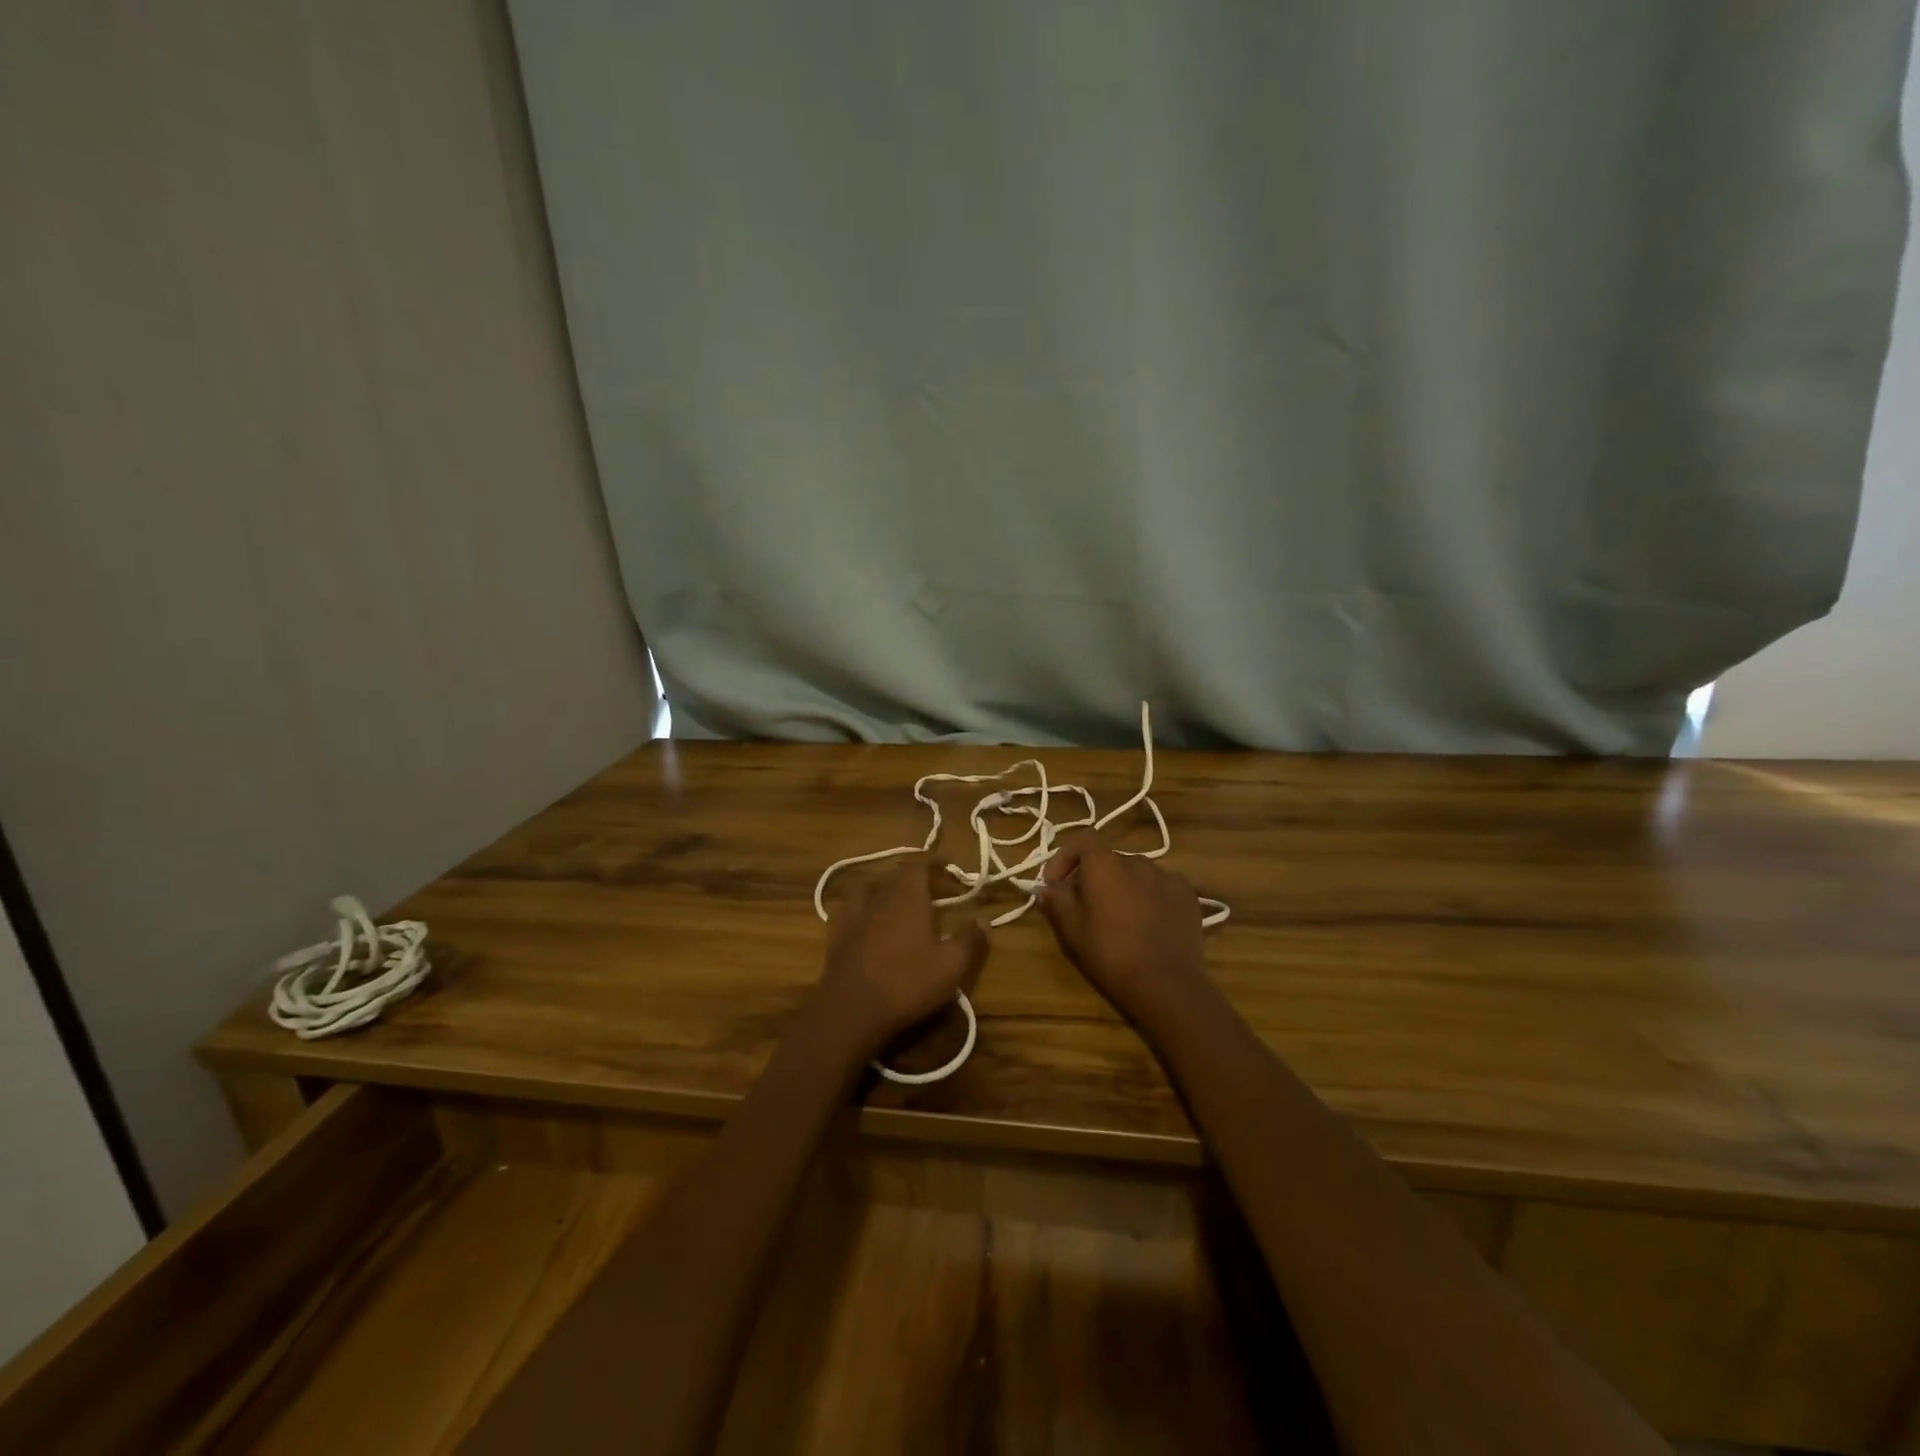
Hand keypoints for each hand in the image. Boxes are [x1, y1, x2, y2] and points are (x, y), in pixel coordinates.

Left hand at [816, 857, 988, 1055]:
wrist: (851, 1010)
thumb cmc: (907, 983)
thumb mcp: (950, 966)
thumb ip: (969, 939)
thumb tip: (984, 920)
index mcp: (908, 896)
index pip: (919, 864)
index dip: (934, 860)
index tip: (948, 861)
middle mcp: (879, 897)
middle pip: (895, 874)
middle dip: (914, 875)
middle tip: (931, 886)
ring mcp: (853, 914)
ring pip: (868, 887)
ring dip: (884, 887)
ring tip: (895, 897)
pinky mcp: (836, 934)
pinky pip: (848, 908)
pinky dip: (860, 907)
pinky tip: (865, 919)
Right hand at [1038, 830, 1212, 1025]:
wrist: (1166, 984)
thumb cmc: (1109, 953)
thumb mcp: (1070, 930)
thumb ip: (1055, 900)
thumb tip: (1048, 888)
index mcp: (1105, 864)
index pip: (1082, 840)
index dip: (1065, 857)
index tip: (1055, 884)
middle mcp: (1137, 861)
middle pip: (1109, 860)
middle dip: (1093, 877)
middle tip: (1086, 907)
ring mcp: (1167, 876)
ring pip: (1136, 874)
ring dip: (1123, 887)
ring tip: (1120, 918)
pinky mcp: (1188, 895)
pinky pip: (1161, 888)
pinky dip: (1150, 898)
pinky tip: (1148, 925)